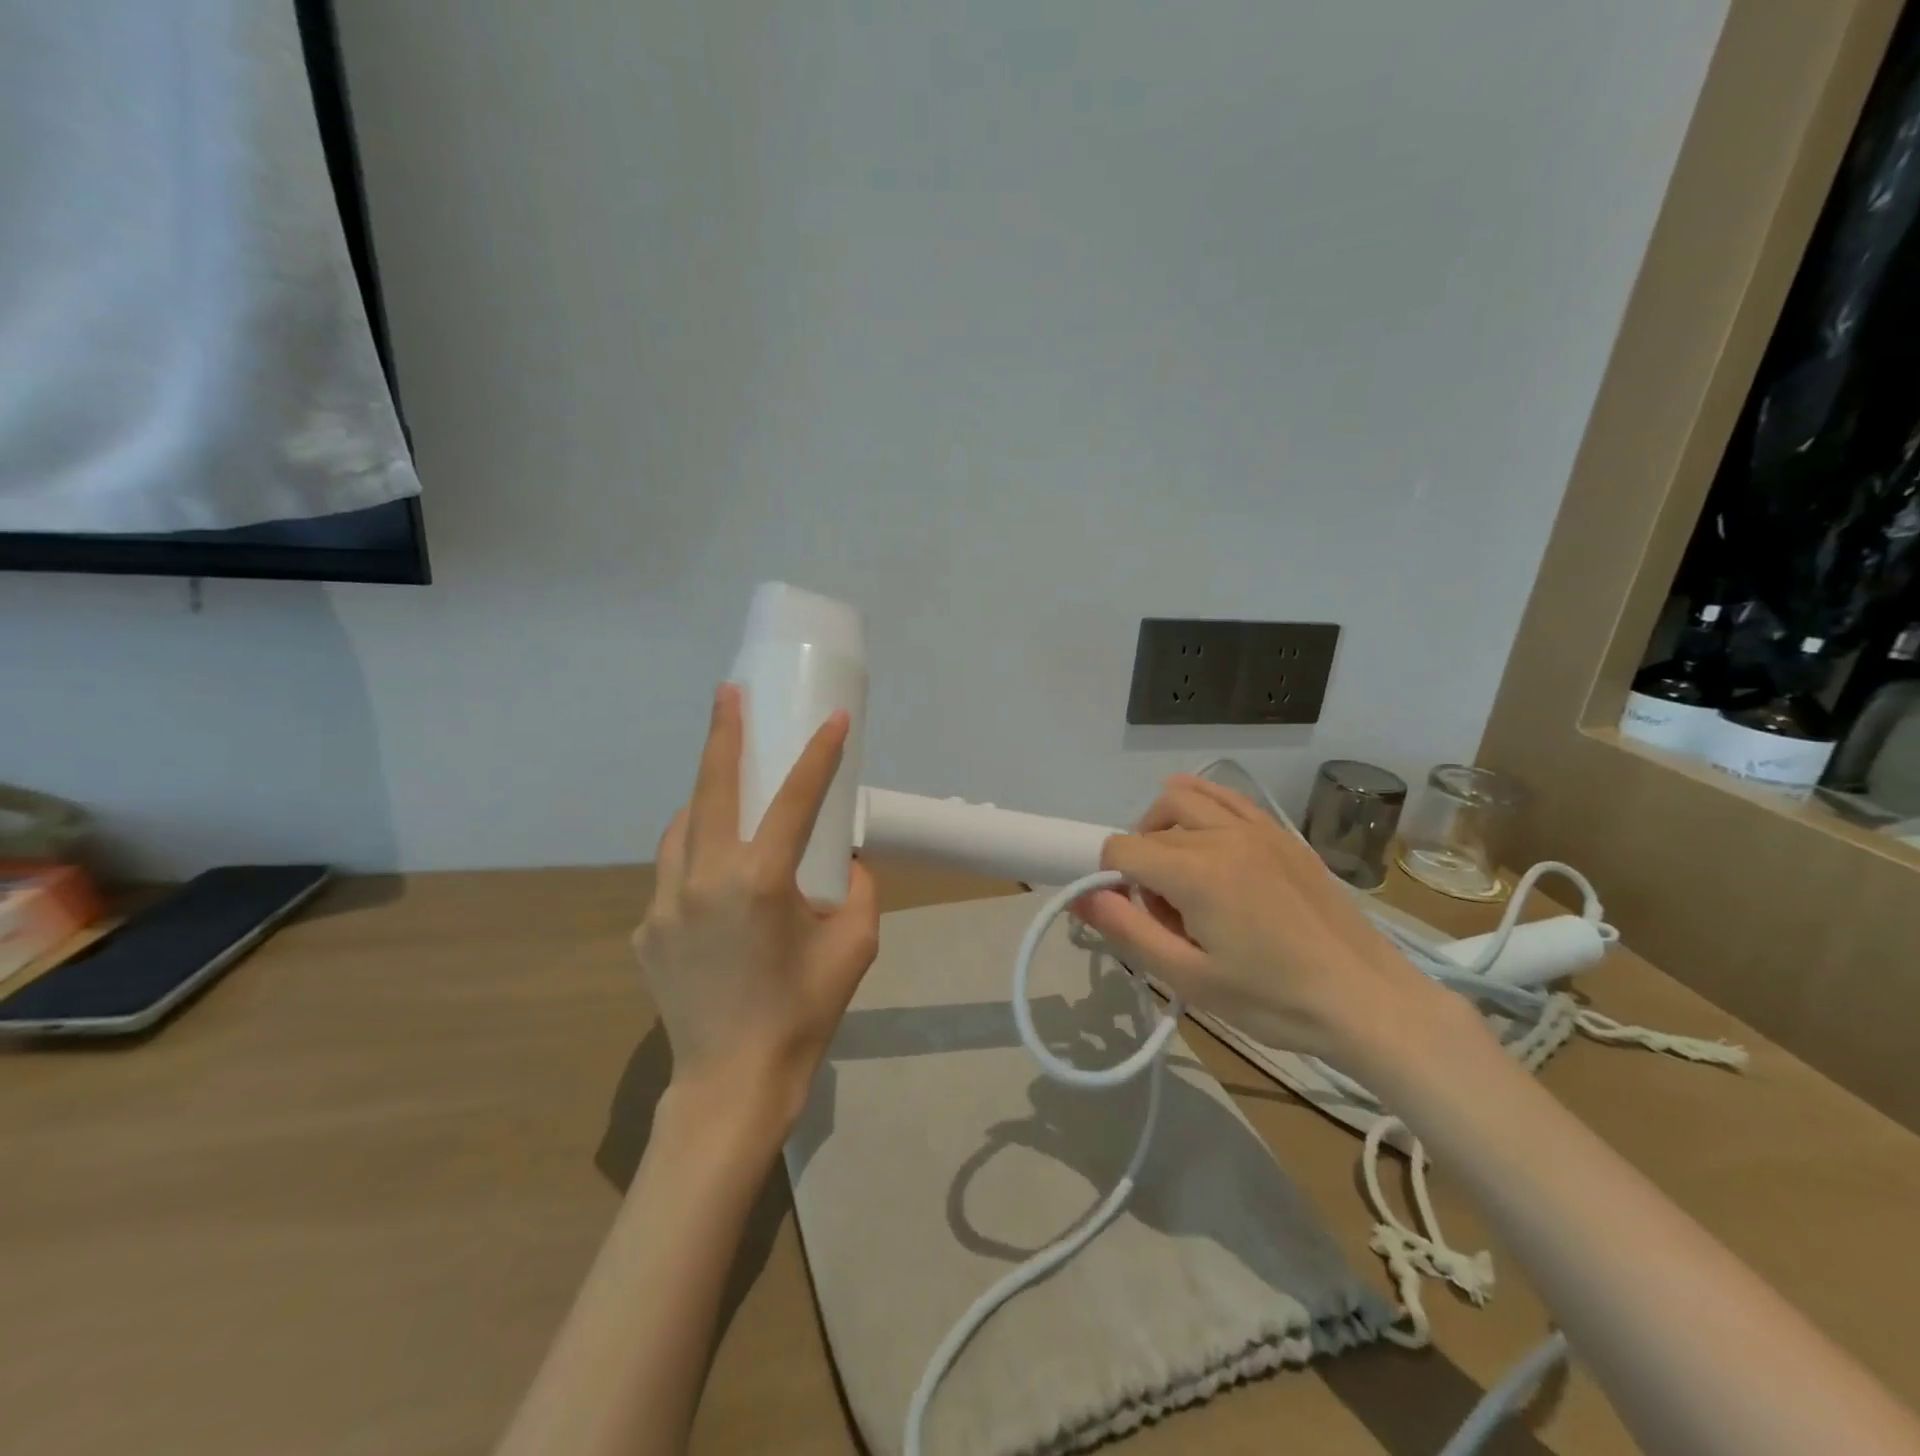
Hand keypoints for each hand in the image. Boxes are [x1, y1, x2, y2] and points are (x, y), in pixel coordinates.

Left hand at [633, 684, 879, 1134]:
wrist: (731, 1083)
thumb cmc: (803, 1013)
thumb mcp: (855, 946)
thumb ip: (857, 891)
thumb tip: (843, 861)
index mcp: (759, 882)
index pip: (793, 800)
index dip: (819, 755)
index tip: (835, 719)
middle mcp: (704, 880)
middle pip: (711, 790)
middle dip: (721, 735)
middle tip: (728, 694)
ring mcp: (663, 905)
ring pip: (681, 828)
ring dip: (703, 800)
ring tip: (725, 790)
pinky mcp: (645, 930)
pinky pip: (670, 874)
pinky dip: (693, 857)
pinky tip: (713, 877)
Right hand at [1074, 774, 1445, 1062]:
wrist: (1369, 1001)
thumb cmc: (1274, 1000)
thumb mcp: (1189, 979)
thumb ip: (1128, 931)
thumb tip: (1082, 896)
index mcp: (1196, 872)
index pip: (1121, 849)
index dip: (1108, 879)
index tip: (1129, 916)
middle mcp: (1223, 835)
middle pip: (1152, 824)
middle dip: (1138, 859)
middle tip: (1161, 911)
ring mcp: (1258, 829)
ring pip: (1187, 798)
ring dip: (1164, 826)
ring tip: (1178, 872)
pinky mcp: (1283, 835)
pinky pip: (1229, 799)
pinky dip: (1203, 805)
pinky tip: (1205, 834)